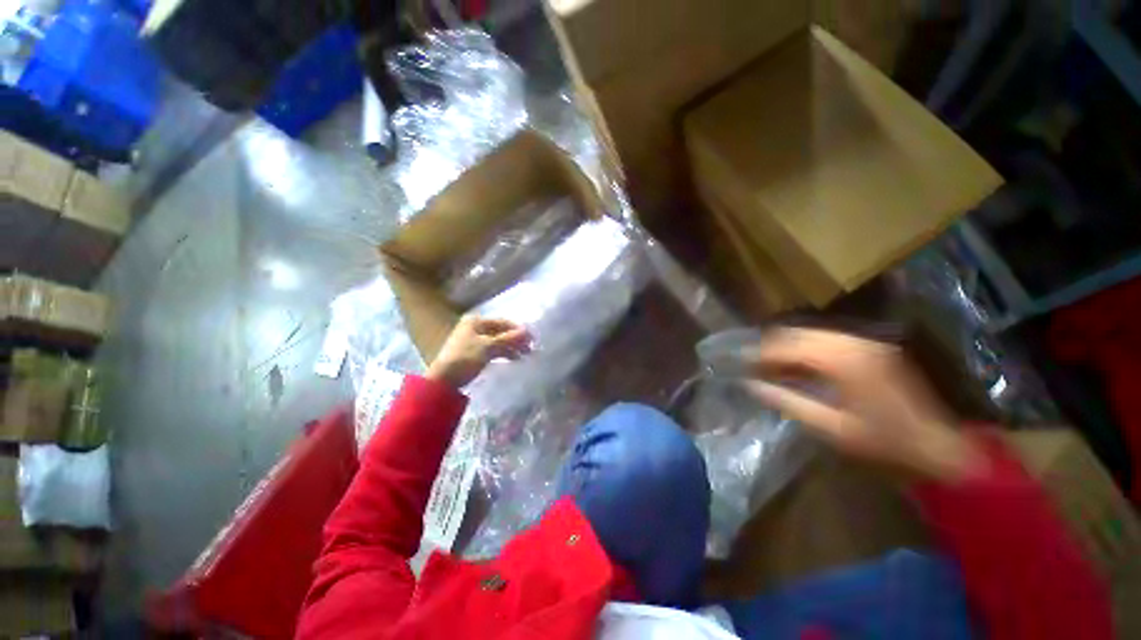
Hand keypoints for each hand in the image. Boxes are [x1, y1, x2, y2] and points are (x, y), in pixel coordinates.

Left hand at [425, 316, 530, 387]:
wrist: (444, 380)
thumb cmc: (465, 358)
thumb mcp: (489, 347)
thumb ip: (509, 338)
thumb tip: (527, 331)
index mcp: (476, 321)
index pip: (503, 322)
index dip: (518, 329)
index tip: (532, 338)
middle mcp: (475, 327)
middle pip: (501, 331)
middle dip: (516, 339)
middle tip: (531, 348)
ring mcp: (474, 340)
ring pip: (498, 341)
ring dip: (511, 347)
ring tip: (525, 355)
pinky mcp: (474, 352)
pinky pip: (493, 349)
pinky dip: (503, 353)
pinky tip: (514, 359)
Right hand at [747, 328, 981, 482]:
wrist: (941, 447)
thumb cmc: (884, 443)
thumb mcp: (830, 427)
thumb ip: (786, 401)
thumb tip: (751, 385)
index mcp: (842, 360)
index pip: (786, 346)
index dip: (758, 354)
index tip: (738, 363)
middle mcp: (853, 342)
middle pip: (796, 333)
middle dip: (769, 347)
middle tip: (751, 365)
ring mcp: (865, 342)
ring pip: (810, 333)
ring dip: (786, 347)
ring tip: (769, 366)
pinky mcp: (872, 348)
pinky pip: (826, 340)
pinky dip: (805, 350)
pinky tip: (796, 366)